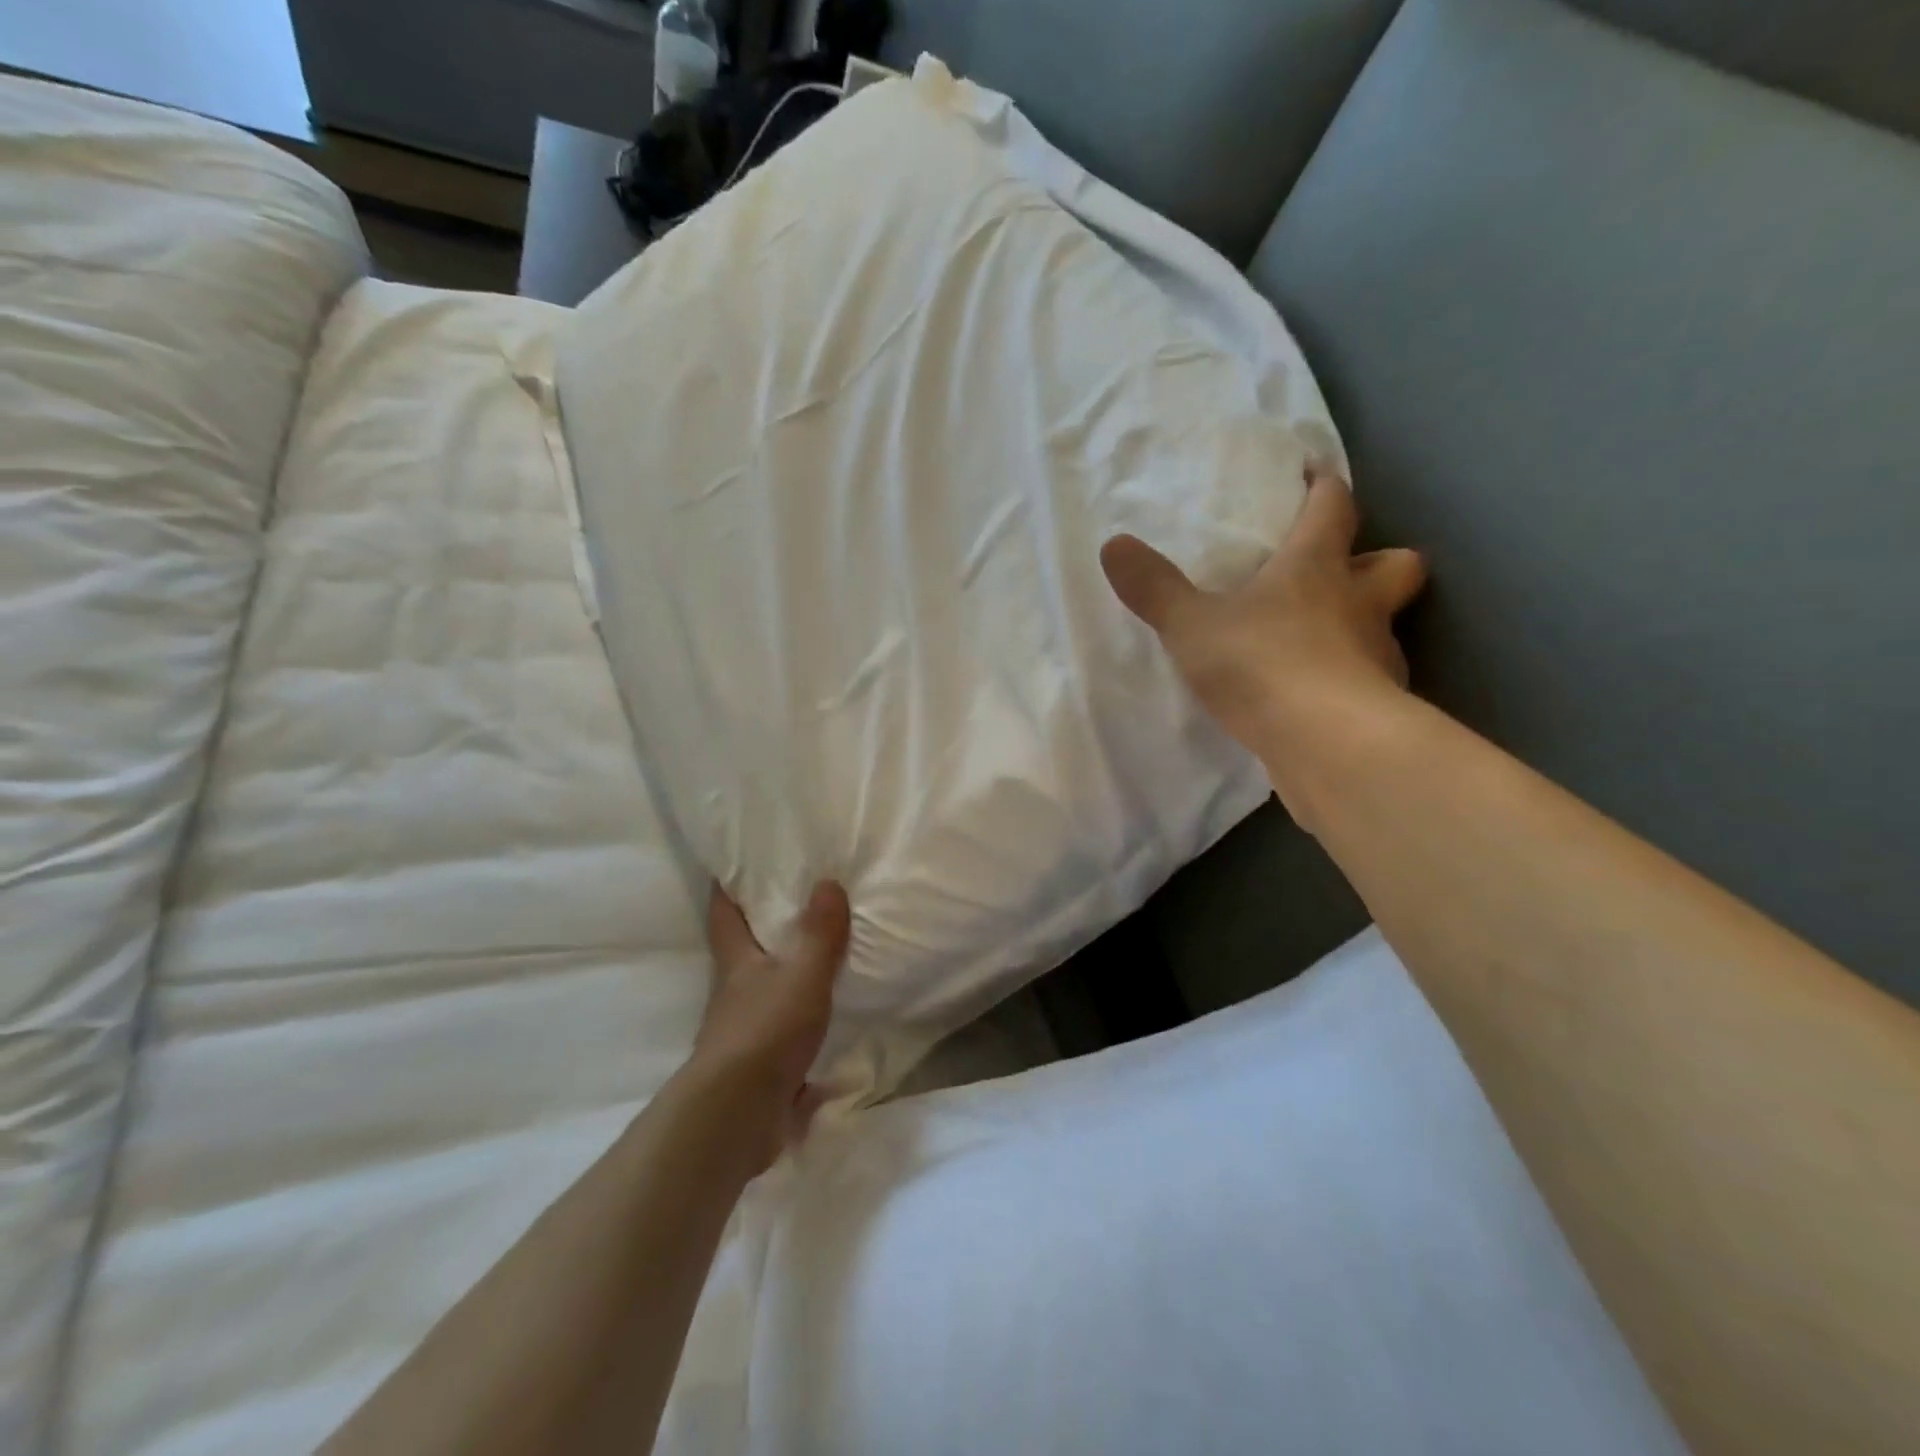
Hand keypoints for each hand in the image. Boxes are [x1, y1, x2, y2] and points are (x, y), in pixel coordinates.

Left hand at [690, 882, 850, 1172]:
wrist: (737, 1116)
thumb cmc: (766, 1031)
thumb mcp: (803, 975)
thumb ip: (819, 933)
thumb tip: (828, 881)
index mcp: (737, 963)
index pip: (723, 914)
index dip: (726, 887)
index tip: (731, 864)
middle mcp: (733, 994)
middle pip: (741, 954)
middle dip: (759, 932)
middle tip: (793, 905)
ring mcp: (741, 1033)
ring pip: (761, 994)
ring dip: (782, 980)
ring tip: (816, 962)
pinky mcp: (756, 1068)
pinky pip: (780, 1037)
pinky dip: (798, 1029)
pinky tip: (825, 1028)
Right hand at [1101, 467, 1424, 828]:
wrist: (1324, 743)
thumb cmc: (1260, 664)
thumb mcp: (1191, 625)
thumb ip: (1154, 588)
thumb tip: (1114, 545)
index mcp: (1316, 568)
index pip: (1333, 508)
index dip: (1324, 487)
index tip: (1314, 474)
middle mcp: (1359, 603)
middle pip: (1397, 564)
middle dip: (1374, 559)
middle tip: (1340, 571)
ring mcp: (1378, 656)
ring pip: (1385, 626)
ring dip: (1361, 624)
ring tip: (1319, 642)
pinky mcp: (1380, 705)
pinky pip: (1370, 679)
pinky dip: (1349, 679)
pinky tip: (1315, 697)